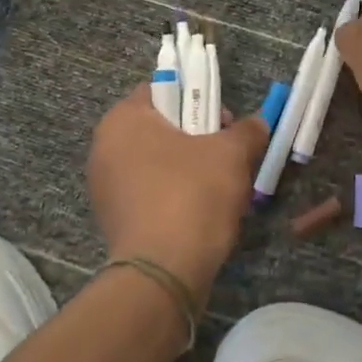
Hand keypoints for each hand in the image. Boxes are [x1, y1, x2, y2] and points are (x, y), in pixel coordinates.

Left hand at [88, 85, 267, 298]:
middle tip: (228, 156)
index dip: (198, 99)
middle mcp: (104, 147)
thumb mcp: (232, 154)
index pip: (162, 90)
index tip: (224, 123)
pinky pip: (150, 193)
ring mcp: (104, 186)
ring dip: (189, 168)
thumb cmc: (193, 195)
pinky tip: (200, 214)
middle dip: (197, 137)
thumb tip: (257, 123)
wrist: (164, 271)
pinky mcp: (113, 219)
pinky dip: (174, 196)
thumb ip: (247, 130)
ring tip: (220, 189)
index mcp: (123, 119)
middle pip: (160, 128)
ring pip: (157, 163)